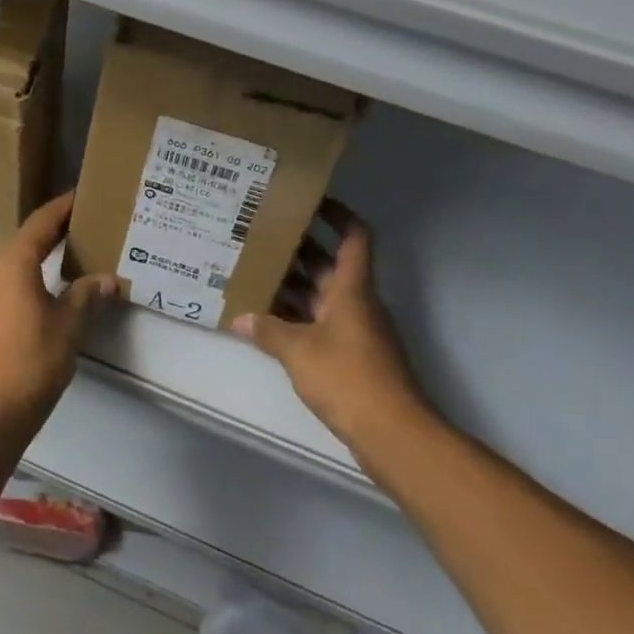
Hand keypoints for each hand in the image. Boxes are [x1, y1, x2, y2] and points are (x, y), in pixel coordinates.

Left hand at [0, 192, 118, 449]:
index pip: (41, 223)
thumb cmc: (31, 364)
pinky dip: (16, 285)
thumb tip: (108, 280)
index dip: (62, 208)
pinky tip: (35, 299)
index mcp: (10, 263)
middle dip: (50, 238)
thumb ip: (87, 295)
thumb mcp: (69, 327)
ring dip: (32, 264)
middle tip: (79, 234)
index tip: (80, 196)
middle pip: (22, 244)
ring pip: (7, 268)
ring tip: (62, 268)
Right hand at [233, 200, 434, 457]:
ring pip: (322, 296)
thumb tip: (241, 318)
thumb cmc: (349, 378)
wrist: (393, 433)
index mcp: (352, 289)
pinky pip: (320, 325)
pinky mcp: (352, 358)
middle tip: (263, 236)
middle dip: (299, 249)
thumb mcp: (299, 351)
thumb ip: (269, 331)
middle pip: (330, 265)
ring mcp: (356, 331)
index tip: (311, 200)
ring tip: (255, 273)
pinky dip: (297, 318)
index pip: (354, 237)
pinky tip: (268, 322)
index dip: (338, 214)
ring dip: (294, 286)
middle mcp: (357, 303)